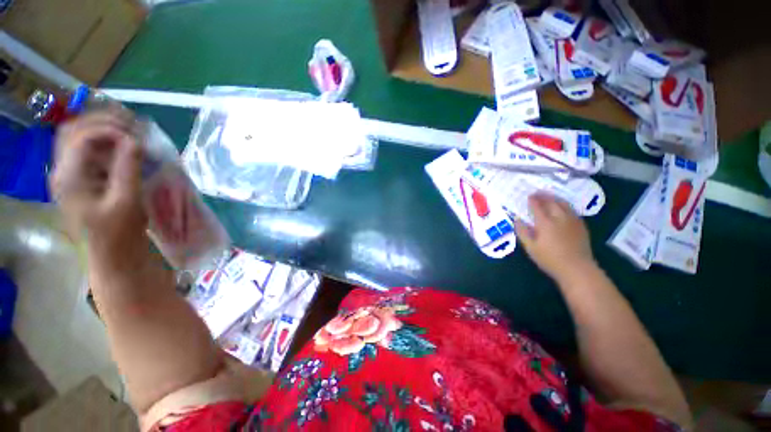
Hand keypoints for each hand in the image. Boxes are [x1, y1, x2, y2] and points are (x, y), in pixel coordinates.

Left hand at [51, 110, 146, 260]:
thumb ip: (128, 168)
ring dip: (103, 129)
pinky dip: (105, 143)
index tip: (138, 139)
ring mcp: (70, 176)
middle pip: (74, 130)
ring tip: (130, 132)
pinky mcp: (81, 182)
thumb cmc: (120, 235)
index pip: (83, 136)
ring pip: (79, 138)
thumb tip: (134, 140)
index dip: (111, 130)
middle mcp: (63, 171)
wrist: (114, 259)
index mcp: (69, 177)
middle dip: (103, 121)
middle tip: (133, 126)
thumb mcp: (127, 202)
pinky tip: (124, 148)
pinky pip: (88, 151)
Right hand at [514, 193, 596, 281]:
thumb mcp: (530, 247)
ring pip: (564, 204)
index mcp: (545, 223)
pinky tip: (563, 207)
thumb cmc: (549, 259)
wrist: (577, 269)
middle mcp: (559, 218)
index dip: (532, 200)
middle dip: (544, 196)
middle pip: (551, 202)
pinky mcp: (581, 226)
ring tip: (549, 196)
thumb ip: (522, 232)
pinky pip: (572, 210)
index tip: (528, 196)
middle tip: (537, 193)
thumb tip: (517, 219)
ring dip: (555, 198)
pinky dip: (565, 205)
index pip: (537, 207)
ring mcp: (572, 221)